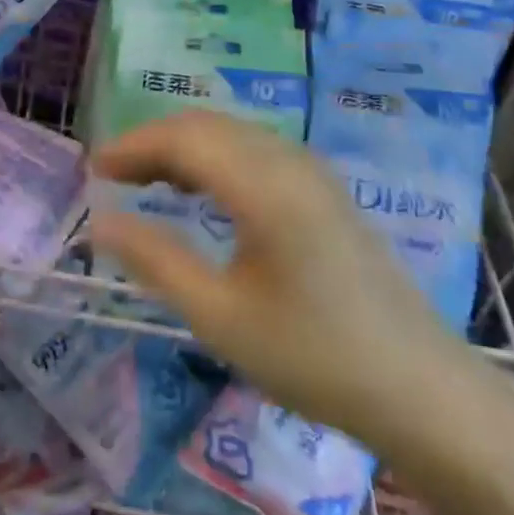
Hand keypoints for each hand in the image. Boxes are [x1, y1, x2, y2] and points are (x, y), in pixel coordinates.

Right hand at [89, 112, 478, 456]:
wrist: (420, 388)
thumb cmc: (313, 357)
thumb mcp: (220, 317)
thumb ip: (156, 261)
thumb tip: (101, 223)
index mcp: (264, 187)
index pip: (183, 139)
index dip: (132, 146)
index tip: (93, 168)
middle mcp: (288, 161)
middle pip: (206, 126)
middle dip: (152, 142)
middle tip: (112, 176)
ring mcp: (311, 171)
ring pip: (231, 133)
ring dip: (182, 147)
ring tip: (144, 181)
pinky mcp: (322, 188)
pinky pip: (254, 149)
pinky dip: (214, 157)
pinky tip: (200, 191)